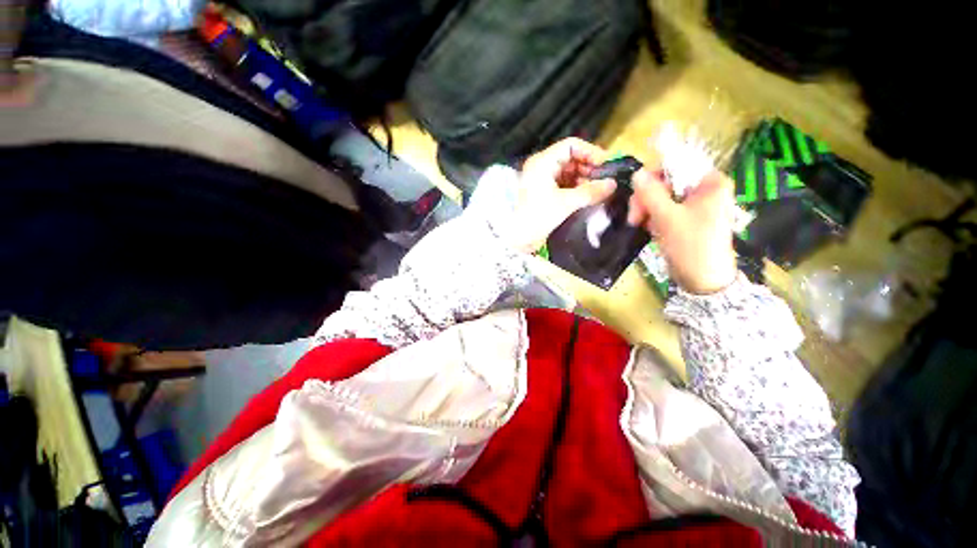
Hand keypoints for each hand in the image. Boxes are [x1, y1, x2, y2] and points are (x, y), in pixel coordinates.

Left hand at [510, 138, 616, 252]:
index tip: (607, 165)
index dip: (591, 152)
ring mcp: (542, 180)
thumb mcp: (565, 203)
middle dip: (590, 168)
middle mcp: (542, 167)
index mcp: (543, 162)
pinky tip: (589, 197)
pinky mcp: (544, 194)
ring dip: (585, 180)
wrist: (516, 239)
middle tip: (606, 181)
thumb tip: (613, 184)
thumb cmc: (537, 216)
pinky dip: (577, 189)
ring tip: (600, 190)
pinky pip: (564, 185)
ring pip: (569, 173)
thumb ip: (590, 192)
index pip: (571, 145)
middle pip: (571, 159)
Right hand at [627, 169, 737, 293]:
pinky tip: (649, 229)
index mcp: (709, 183)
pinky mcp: (684, 219)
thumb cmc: (691, 245)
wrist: (702, 280)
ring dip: (646, 210)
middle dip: (647, 198)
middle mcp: (703, 190)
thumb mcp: (667, 218)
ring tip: (640, 225)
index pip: (676, 166)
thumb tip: (636, 173)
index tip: (637, 194)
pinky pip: (663, 210)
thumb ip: (650, 193)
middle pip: (666, 182)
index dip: (653, 177)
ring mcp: (693, 206)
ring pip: (661, 197)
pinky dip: (653, 218)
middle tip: (635, 217)